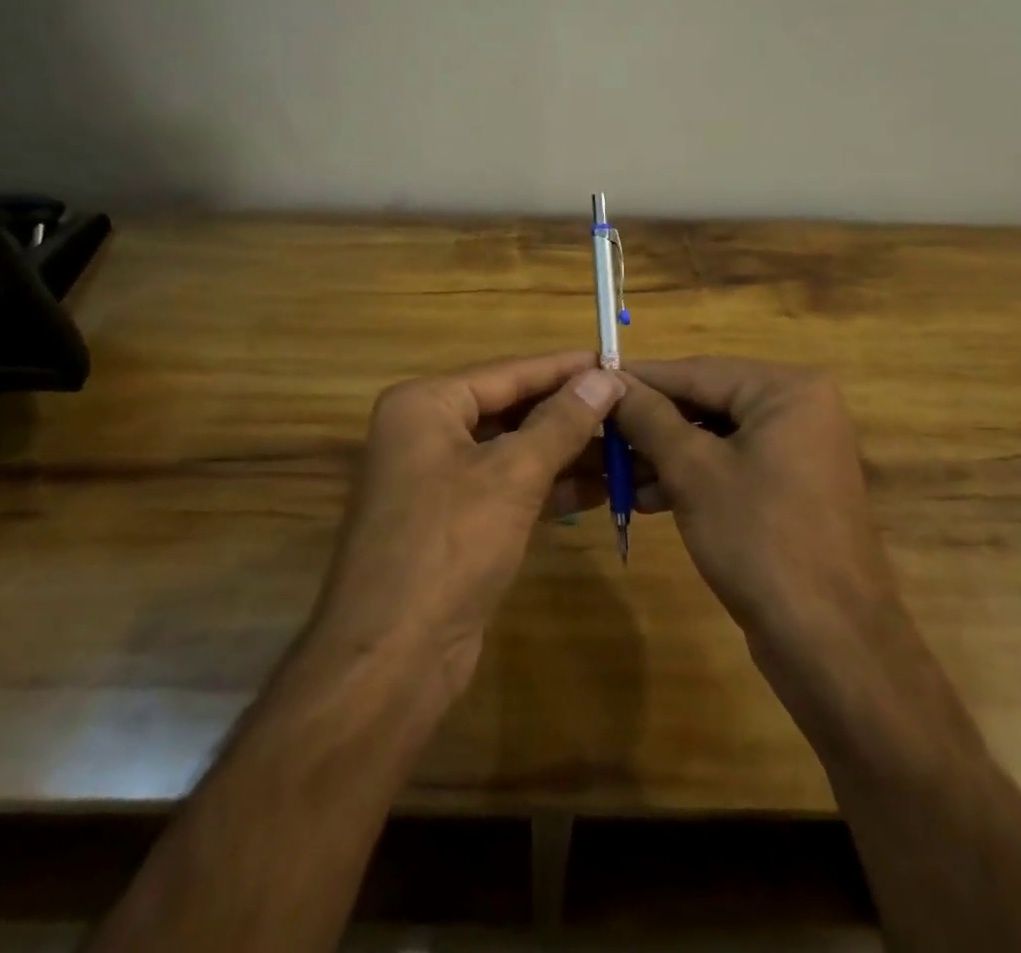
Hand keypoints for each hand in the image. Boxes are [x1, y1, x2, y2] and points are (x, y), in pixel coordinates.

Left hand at [309, 351, 624, 702]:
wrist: (391, 660)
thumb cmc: (449, 546)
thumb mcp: (512, 476)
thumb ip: (561, 422)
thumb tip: (604, 377)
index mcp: (425, 405)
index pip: (508, 372)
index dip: (564, 368)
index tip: (615, 359)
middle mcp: (426, 433)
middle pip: (510, 409)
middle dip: (569, 412)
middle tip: (629, 406)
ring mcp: (438, 479)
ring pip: (513, 451)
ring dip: (566, 451)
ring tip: (626, 446)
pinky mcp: (454, 521)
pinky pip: (508, 487)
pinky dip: (549, 486)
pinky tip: (601, 487)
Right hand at [612, 358, 898, 667]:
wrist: (830, 644)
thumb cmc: (760, 539)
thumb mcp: (693, 471)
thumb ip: (649, 418)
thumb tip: (610, 381)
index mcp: (787, 389)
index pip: (697, 371)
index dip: (640, 379)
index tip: (591, 380)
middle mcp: (799, 408)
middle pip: (707, 401)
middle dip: (651, 423)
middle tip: (598, 432)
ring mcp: (798, 450)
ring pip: (715, 437)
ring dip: (665, 454)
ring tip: (613, 471)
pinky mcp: (791, 488)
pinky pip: (731, 465)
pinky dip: (692, 477)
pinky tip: (647, 496)